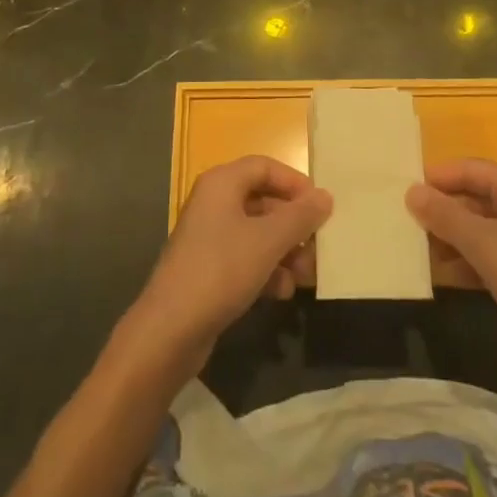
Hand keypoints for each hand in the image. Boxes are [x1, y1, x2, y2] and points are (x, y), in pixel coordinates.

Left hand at [122, 157, 331, 378]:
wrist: (171, 329)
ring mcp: (210, 237)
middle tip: (319, 248)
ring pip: (258, 233)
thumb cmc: (221, 269)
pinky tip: (283, 292)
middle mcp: (214, 203)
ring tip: (307, 277)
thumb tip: (325, 196)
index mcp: (222, 183)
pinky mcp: (209, 268)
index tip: (321, 207)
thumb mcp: (268, 240)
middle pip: (264, 201)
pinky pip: (246, 258)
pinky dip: (267, 270)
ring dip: (285, 252)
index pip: (265, 167)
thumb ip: (300, 216)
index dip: (295, 183)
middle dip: (294, 225)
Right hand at [407, 160, 496, 373]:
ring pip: (484, 230)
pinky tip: (447, 277)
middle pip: (477, 198)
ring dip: (454, 239)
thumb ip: (445, 215)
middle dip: (444, 210)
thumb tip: (412, 190)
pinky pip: (495, 258)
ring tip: (421, 251)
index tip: (405, 189)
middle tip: (408, 222)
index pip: (471, 168)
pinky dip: (471, 263)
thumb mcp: (482, 242)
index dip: (439, 176)